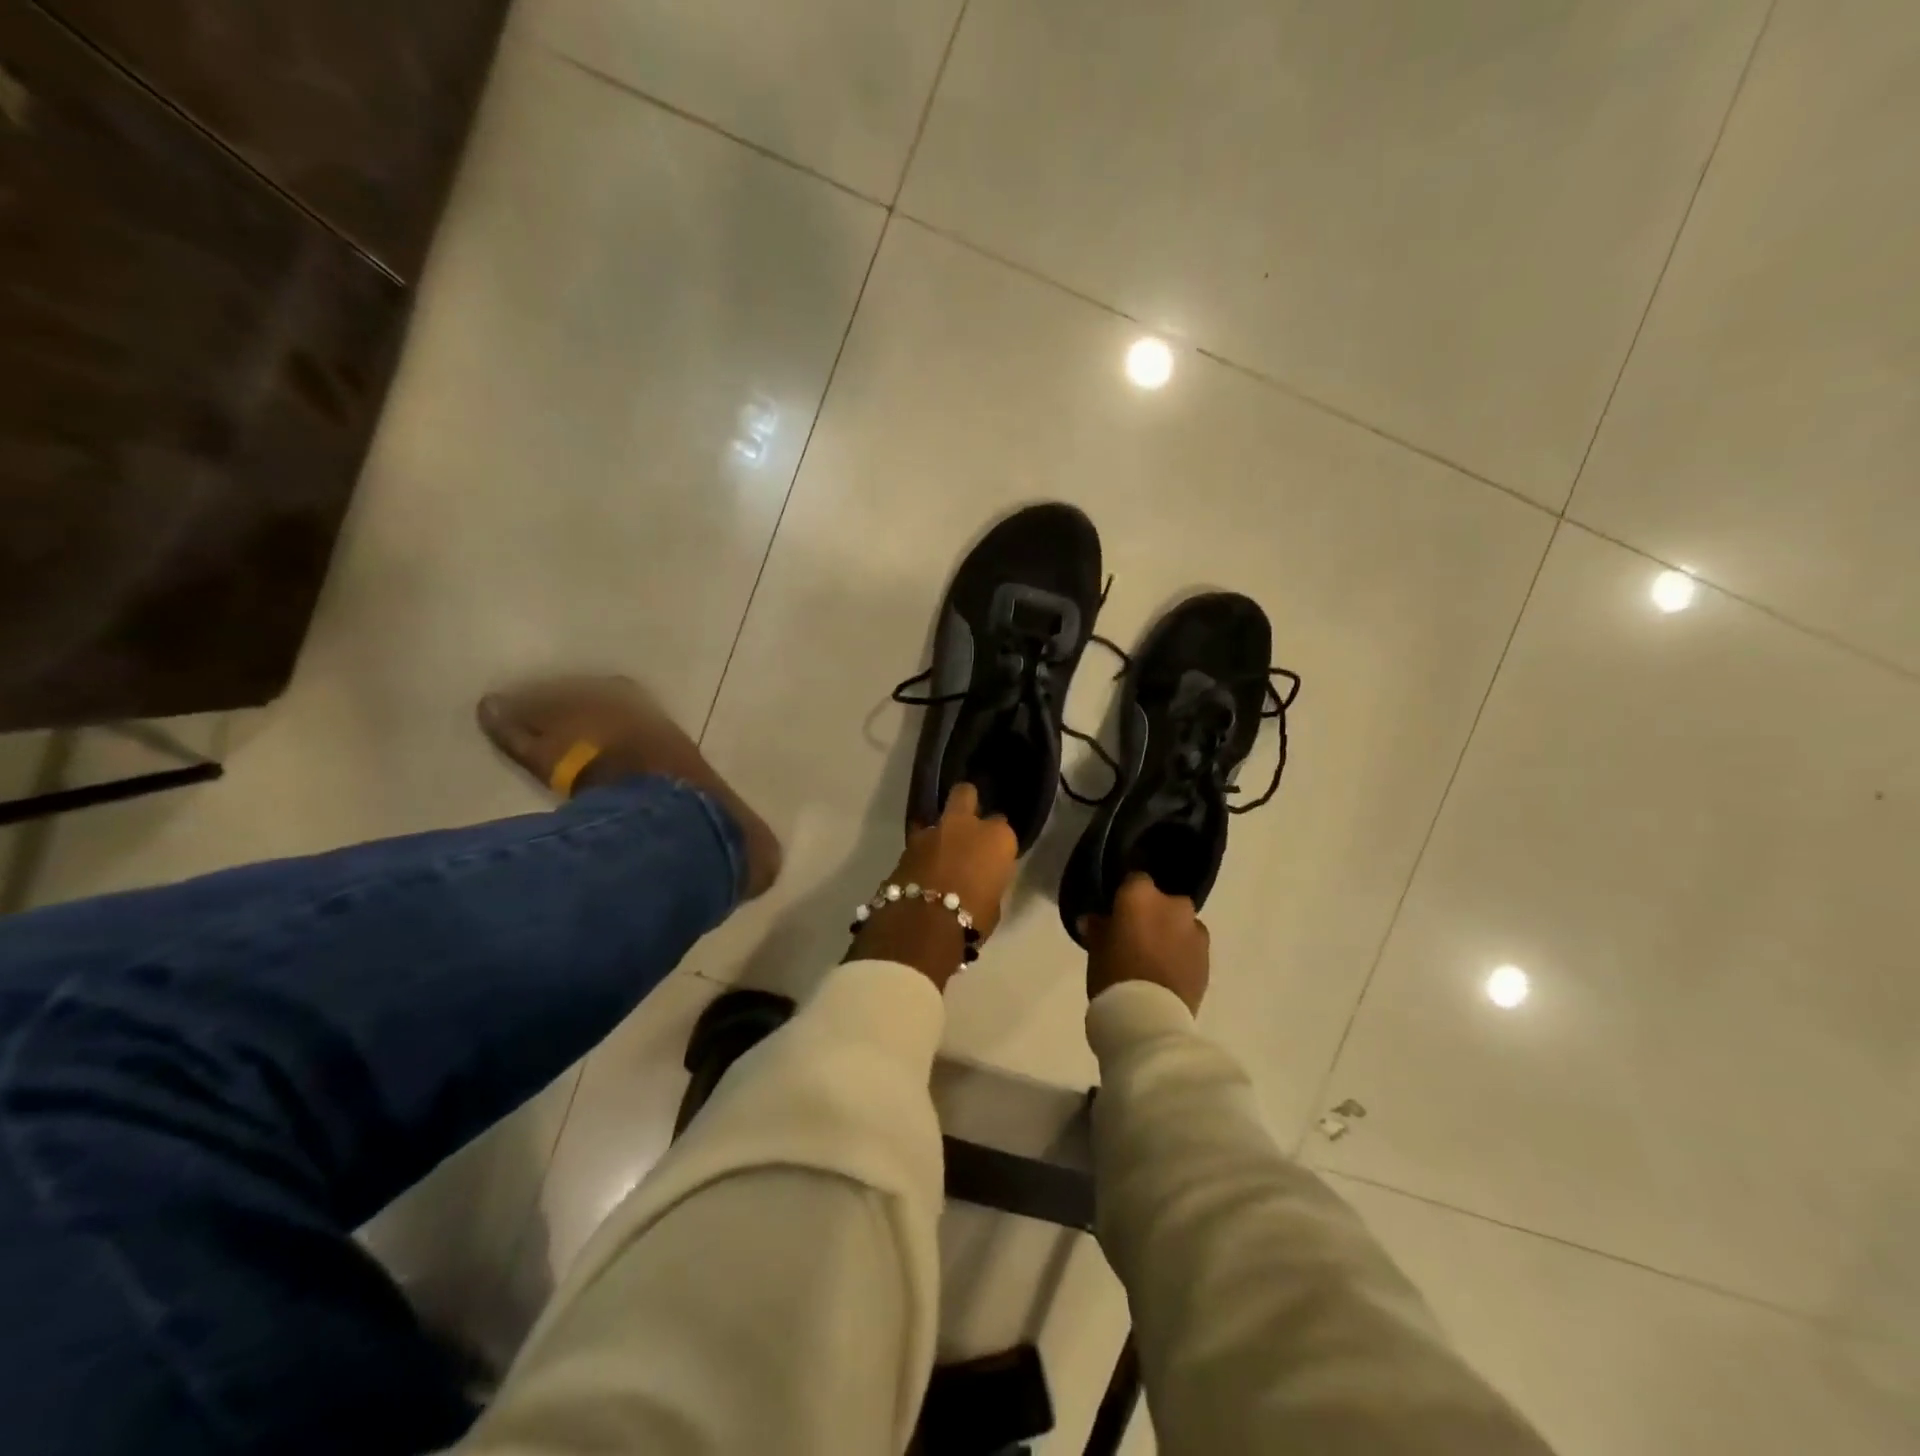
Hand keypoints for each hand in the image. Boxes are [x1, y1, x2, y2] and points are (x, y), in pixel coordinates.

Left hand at [850, 784, 1017, 989]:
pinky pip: (919, 842)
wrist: (924, 924)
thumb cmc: (973, 918)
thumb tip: (980, 878)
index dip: (995, 840)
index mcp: (996, 837)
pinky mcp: (907, 845)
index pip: (1001, 826)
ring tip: (940, 853)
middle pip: (965, 794)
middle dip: (966, 803)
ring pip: (938, 818)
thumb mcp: (994, 902)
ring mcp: (933, 831)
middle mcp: (965, 824)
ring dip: (940, 832)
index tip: (992, 854)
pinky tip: (923, 868)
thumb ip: (989, 879)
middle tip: (967, 825)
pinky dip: (922, 851)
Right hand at [1081, 873, 1210, 1014]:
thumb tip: (1093, 920)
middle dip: (1152, 914)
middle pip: (1162, 901)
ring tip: (1153, 958)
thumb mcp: (1096, 949)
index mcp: (1141, 895)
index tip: (1116, 913)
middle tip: (1134, 936)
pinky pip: (1191, 946)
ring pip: (1180, 924)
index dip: (1125, 896)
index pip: (1134, 880)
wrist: (1150, 1018)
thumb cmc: (1114, 975)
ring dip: (1170, 933)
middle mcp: (1173, 905)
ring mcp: (1195, 931)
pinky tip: (1167, 972)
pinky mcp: (1208, 958)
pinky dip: (1181, 953)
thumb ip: (1098, 928)